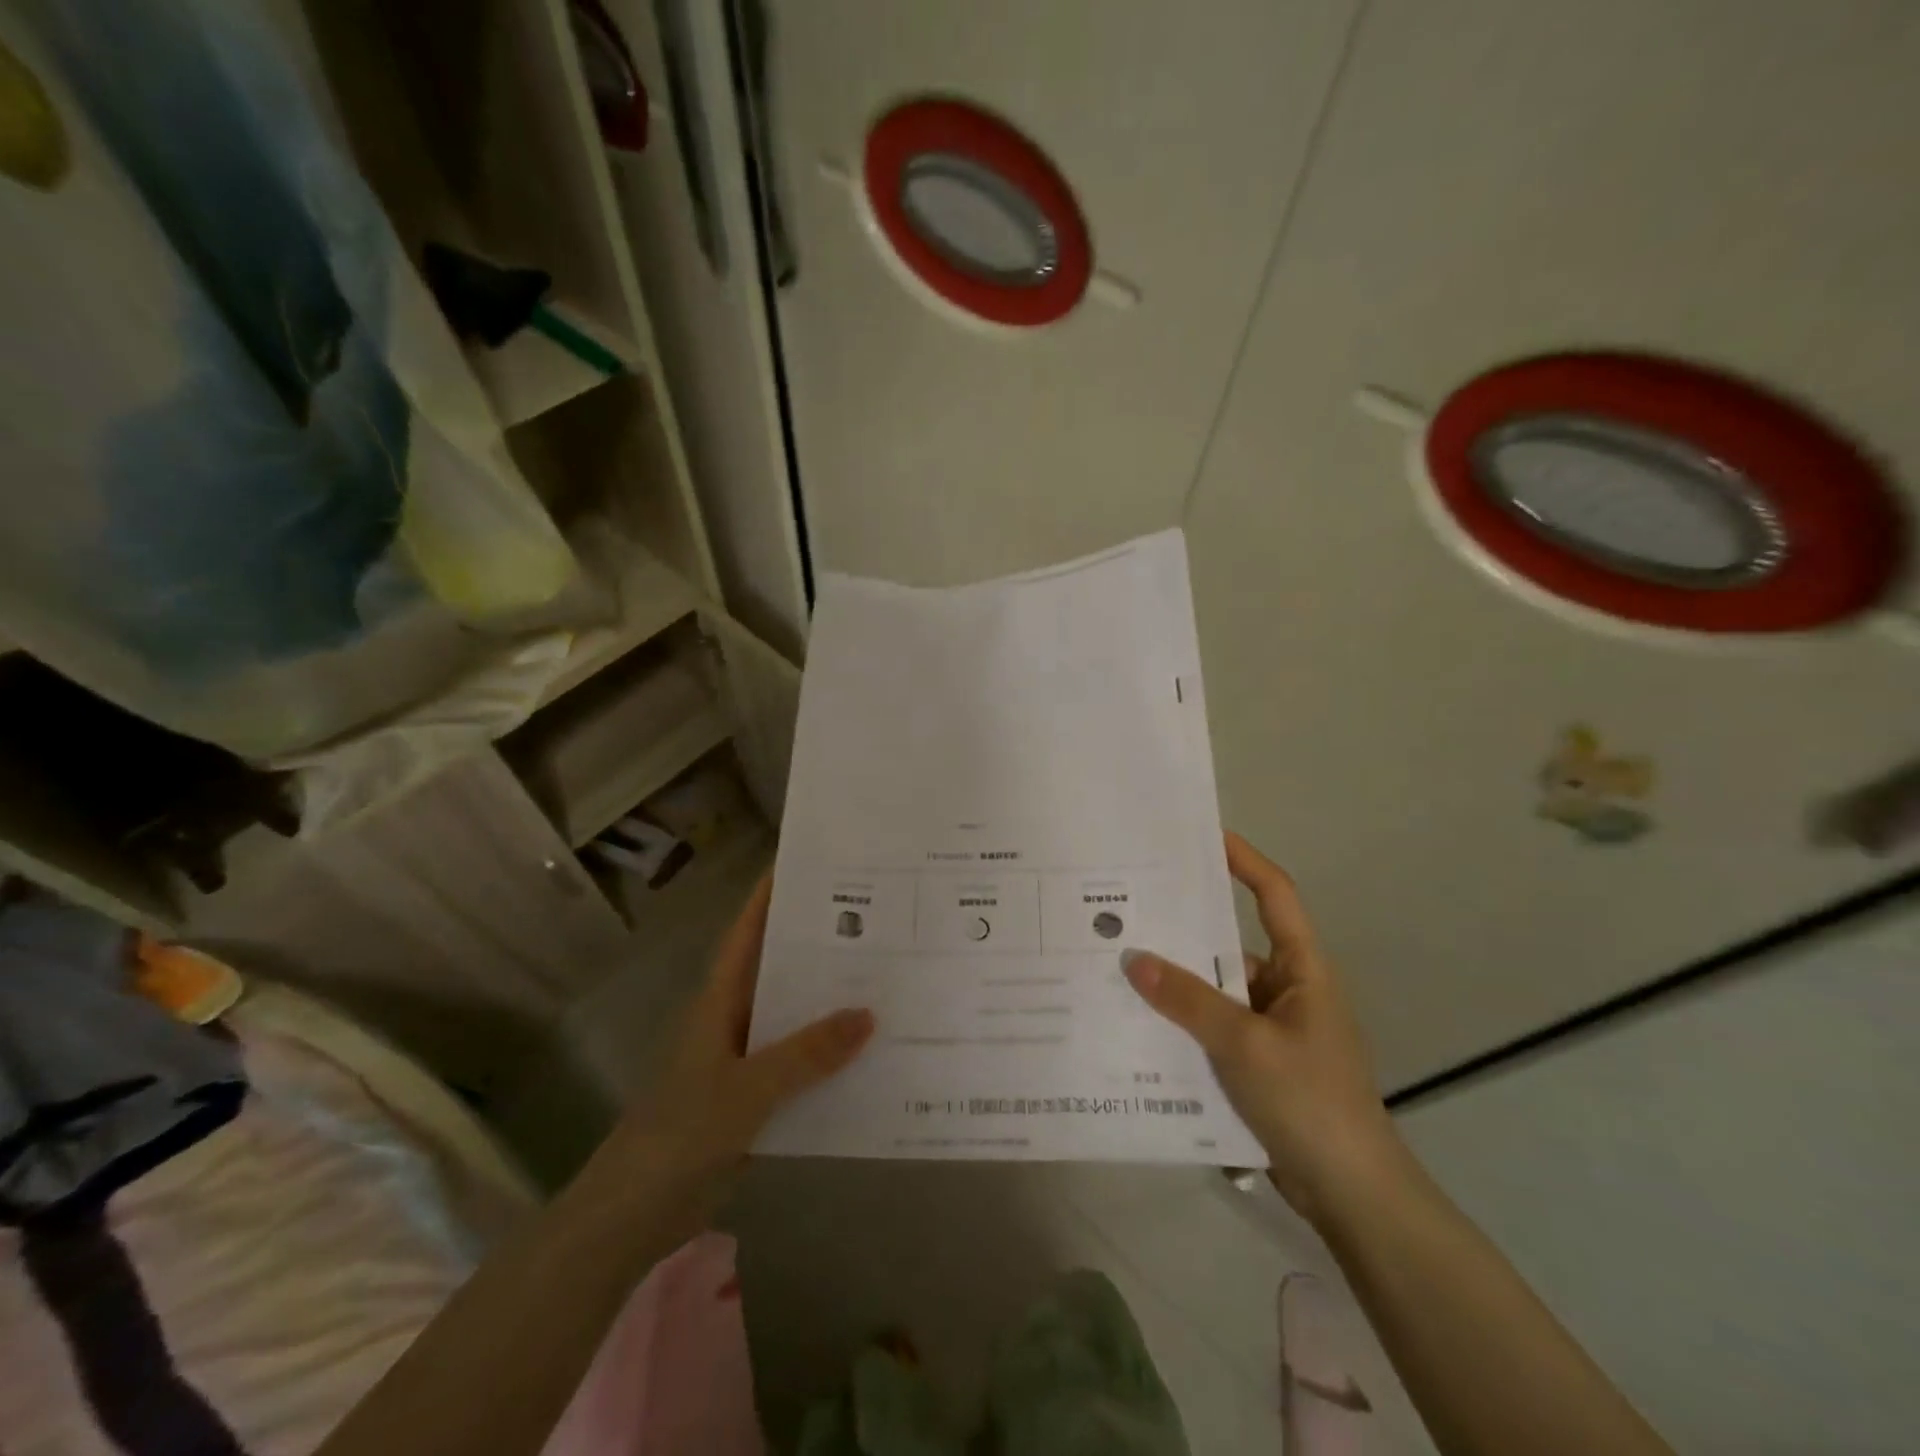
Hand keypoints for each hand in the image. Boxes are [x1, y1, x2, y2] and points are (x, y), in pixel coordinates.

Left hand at [618, 874, 873, 1205]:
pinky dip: (831, 1057)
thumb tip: (870, 1014)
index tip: (811, 863)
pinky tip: (873, 1054)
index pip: (748, 932)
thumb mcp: (747, 1088)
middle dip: (821, 945)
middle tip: (878, 919)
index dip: (772, 895)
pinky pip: (802, 1065)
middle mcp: (735, 1019)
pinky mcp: (756, 1098)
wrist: (635, 1215)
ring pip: (796, 1018)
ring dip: (832, 1003)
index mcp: (721, 1000)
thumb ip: (807, 1053)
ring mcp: (746, 1060)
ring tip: (890, 978)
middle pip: (781, 969)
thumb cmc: (680, 1134)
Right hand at [1123, 833, 1402, 1223]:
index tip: (1204, 836)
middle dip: (1184, 928)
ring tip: (1117, 965)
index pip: (1275, 896)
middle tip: (1130, 908)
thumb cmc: (1309, 1100)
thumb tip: (1133, 959)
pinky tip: (1137, 1025)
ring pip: (1215, 990)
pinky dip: (1181, 1023)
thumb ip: (1188, 1000)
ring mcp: (1271, 1028)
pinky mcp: (1256, 1062)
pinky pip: (1211, 1027)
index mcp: (1302, 970)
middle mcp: (1286, 989)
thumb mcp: (1244, 1044)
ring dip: (1176, 984)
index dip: (1244, 861)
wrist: (1351, 1194)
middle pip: (1230, 943)